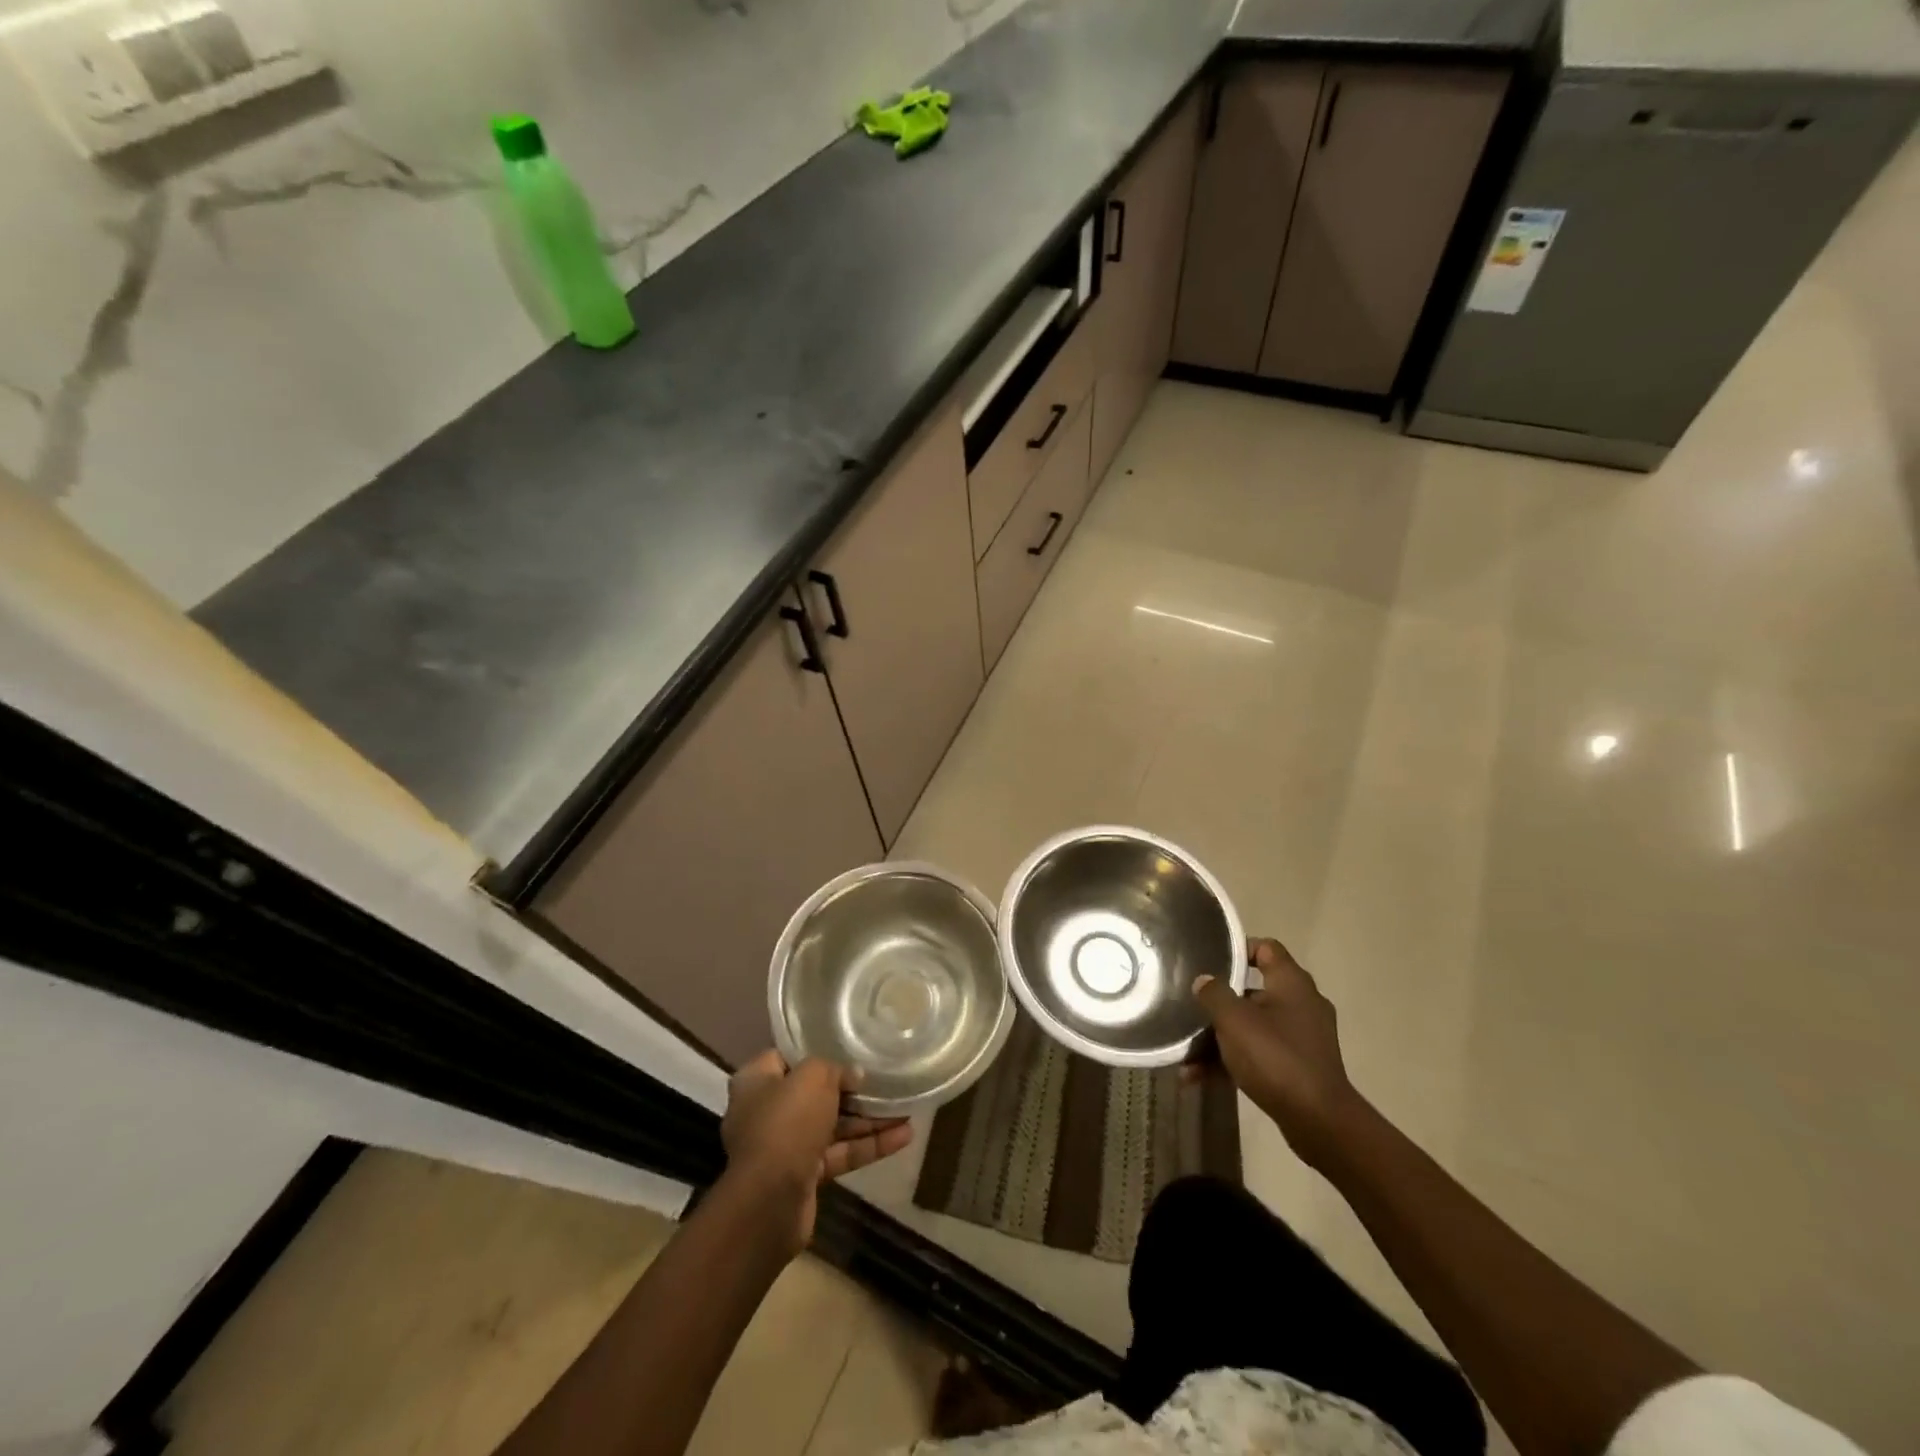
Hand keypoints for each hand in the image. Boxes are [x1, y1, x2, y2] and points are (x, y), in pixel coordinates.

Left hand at [721, 1050, 912, 1251]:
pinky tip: (904, 1136)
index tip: (848, 1047)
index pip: (788, 1057)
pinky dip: (869, 1145)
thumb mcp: (813, 1078)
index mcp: (757, 1082)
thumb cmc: (786, 1124)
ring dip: (869, 1120)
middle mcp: (768, 1112)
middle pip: (816, 1093)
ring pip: (833, 1126)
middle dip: (852, 1090)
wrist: (770, 1202)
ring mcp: (787, 1146)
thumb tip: (854, 1075)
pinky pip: (841, 1153)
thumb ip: (835, 1069)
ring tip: (906, 1109)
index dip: (817, 1051)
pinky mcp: (805, 1176)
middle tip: (885, 1080)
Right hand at [1191, 938, 1362, 1170]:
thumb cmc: (1275, 1057)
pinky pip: (1259, 1052)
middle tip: (1191, 1005)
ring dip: (1220, 1038)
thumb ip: (1214, 994)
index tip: (1209, 960)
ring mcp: (1302, 1036)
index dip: (1237, 949)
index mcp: (1291, 983)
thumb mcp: (1234, 1020)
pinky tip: (1199, 1077)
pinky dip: (1233, 1060)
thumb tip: (1203, 980)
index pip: (1266, 948)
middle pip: (1253, 989)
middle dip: (1219, 1001)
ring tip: (1186, 1054)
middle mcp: (1301, 1003)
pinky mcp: (1299, 1065)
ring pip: (1252, 1026)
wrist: (1319, 1122)